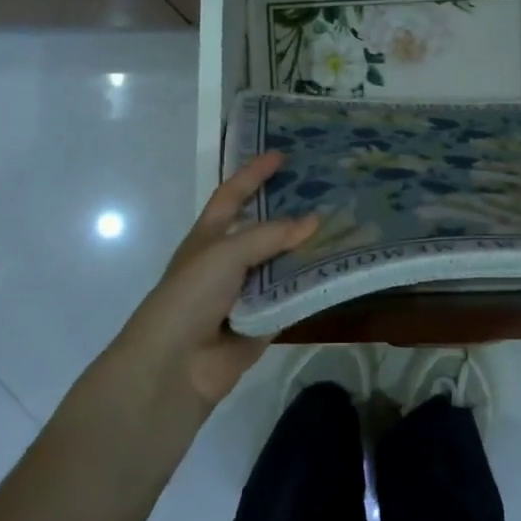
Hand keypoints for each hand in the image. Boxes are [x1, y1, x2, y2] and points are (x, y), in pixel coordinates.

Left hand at [109, 153, 319, 410]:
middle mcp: (229, 260)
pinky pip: (292, 297)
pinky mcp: (265, 320)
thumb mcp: (226, 253)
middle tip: (327, 191)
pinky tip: (340, 269)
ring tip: (346, 227)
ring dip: (308, 249)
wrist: (175, 365)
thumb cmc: (190, 295)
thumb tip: (314, 221)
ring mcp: (247, 292)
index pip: (233, 195)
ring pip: (283, 263)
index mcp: (210, 237)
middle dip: (291, 211)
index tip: (281, 155)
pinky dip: (311, 286)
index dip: (253, 174)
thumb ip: (270, 235)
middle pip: (265, 228)